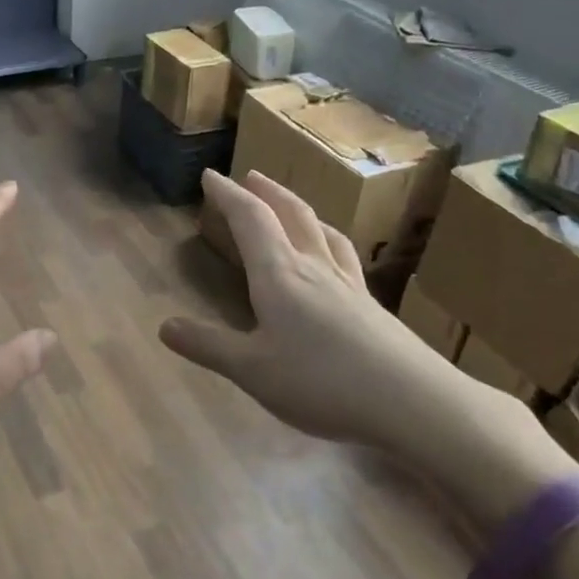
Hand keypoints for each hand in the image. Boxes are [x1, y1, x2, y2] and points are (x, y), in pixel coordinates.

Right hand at [161, 171, 518, 453]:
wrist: (414, 401)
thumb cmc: (322, 382)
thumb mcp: (253, 370)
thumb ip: (208, 346)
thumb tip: (164, 326)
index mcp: (280, 275)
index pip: (250, 220)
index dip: (228, 195)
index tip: (211, 176)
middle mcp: (314, 268)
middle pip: (291, 215)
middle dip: (267, 192)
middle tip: (251, 177)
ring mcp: (349, 285)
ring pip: (322, 232)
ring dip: (300, 210)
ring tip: (291, 207)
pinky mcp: (372, 307)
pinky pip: (344, 258)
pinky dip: (328, 242)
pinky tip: (334, 259)